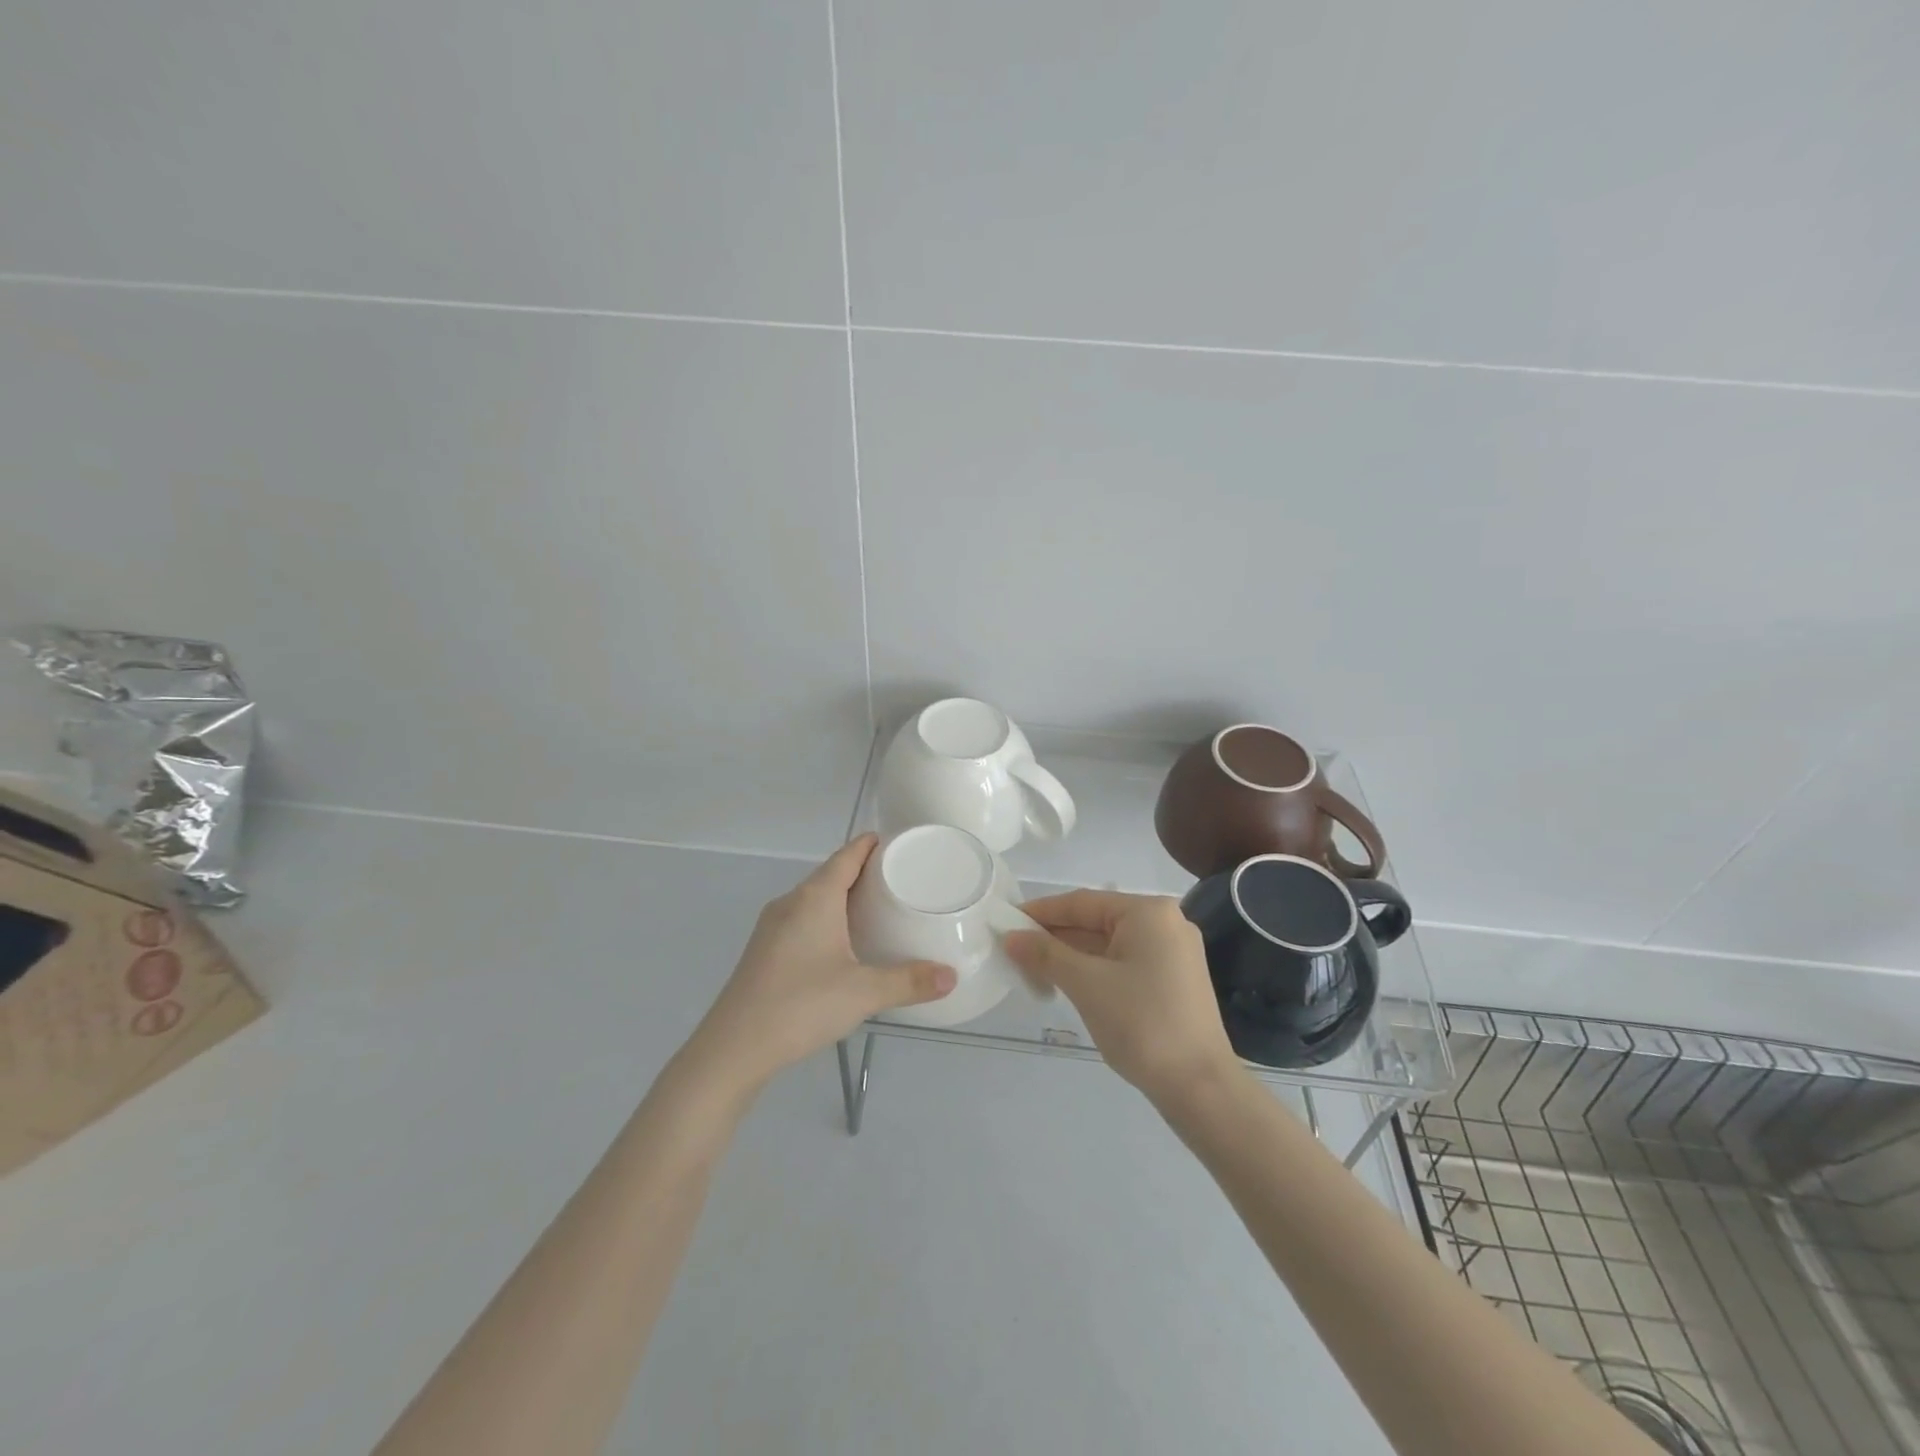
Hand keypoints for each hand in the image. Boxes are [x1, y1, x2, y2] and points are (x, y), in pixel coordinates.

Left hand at [684, 835, 955, 1095]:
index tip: (897, 843)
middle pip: (830, 874)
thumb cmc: (801, 1005)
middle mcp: (791, 902)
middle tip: (899, 879)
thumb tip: (951, 977)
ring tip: (876, 909)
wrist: (733, 1048)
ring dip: (842, 897)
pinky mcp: (764, 950)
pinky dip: (826, 918)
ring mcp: (772, 926)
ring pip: (813, 898)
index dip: (870, 845)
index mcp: (815, 898)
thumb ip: (909, 982)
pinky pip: (802, 919)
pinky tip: (841, 944)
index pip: (846, 855)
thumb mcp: (863, 993)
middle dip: (862, 872)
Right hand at [1005, 890, 1237, 1103]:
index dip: (1041, 912)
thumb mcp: (1086, 984)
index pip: (1082, 902)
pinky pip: (1123, 963)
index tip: (1006, 921)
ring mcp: (1173, 953)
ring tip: (1032, 968)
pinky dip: (1094, 970)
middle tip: (1013, 949)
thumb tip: (1010, 937)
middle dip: (1054, 936)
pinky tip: (1066, 982)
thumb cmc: (1141, 1024)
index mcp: (1149, 912)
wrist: (1200, 1087)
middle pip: (1096, 921)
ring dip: (1071, 955)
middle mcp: (1165, 923)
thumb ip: (1045, 954)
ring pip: (1109, 944)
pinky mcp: (1173, 981)